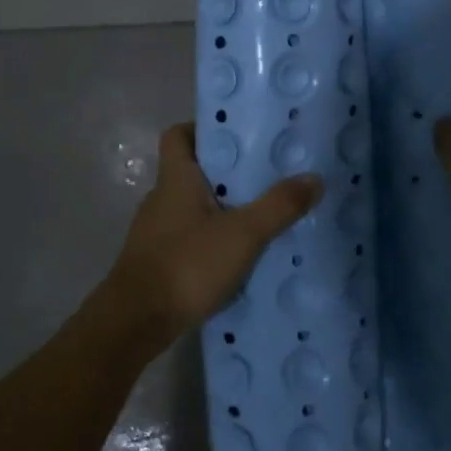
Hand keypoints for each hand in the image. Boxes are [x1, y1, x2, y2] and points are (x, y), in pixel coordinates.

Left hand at [104, 123, 323, 347]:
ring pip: (191, 206)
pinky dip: (211, 238)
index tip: (238, 136)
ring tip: (259, 215)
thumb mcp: (243, 234)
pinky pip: (189, 237)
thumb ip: (278, 206)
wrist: (136, 322)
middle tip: (265, 175)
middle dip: (226, 172)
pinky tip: (237, 255)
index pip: (178, 135)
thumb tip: (315, 177)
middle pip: (191, 170)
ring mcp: (155, 232)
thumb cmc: (186, 265)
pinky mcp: (157, 260)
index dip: (203, 128)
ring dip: (220, 207)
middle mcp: (161, 199)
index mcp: (175, 179)